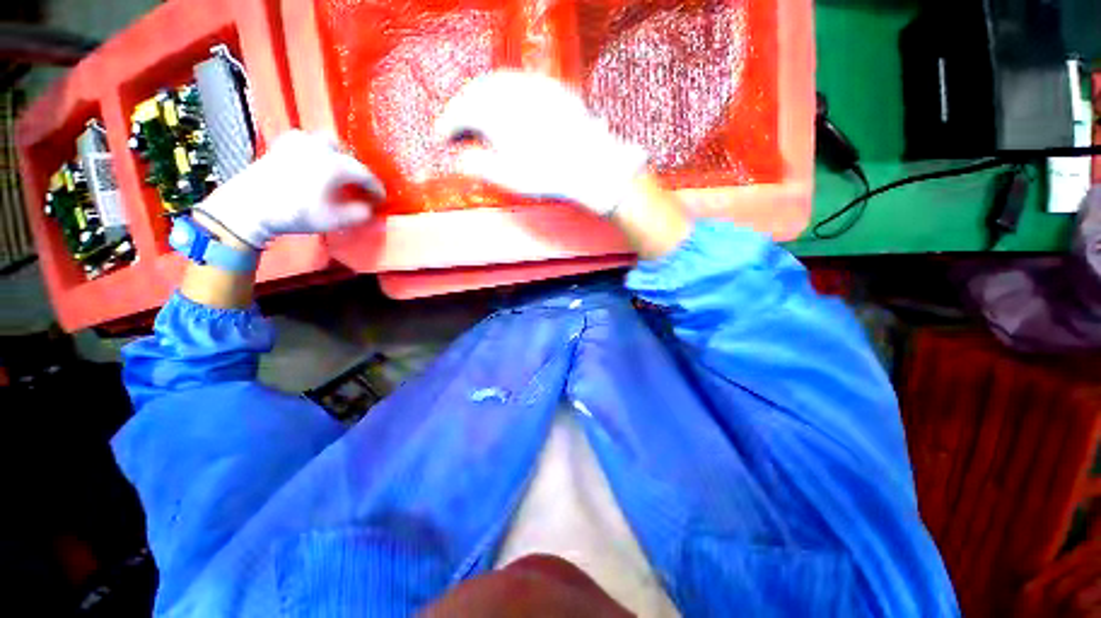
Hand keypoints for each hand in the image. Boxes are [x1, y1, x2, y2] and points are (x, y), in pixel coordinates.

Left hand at [196, 130, 384, 249]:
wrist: (249, 206)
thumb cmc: (295, 213)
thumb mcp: (333, 220)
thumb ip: (357, 214)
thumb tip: (368, 208)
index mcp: (334, 165)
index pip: (364, 174)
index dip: (376, 188)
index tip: (381, 198)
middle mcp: (318, 148)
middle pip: (345, 153)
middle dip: (355, 168)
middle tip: (357, 186)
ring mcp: (297, 144)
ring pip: (325, 142)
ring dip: (335, 156)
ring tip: (336, 172)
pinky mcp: (281, 146)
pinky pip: (304, 141)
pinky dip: (313, 150)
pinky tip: (311, 161)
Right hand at [435, 71, 647, 216]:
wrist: (588, 163)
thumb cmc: (546, 174)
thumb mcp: (507, 177)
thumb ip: (479, 164)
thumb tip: (460, 157)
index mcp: (491, 111)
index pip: (458, 114)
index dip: (445, 127)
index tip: (439, 139)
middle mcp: (507, 90)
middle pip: (473, 92)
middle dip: (460, 108)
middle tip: (455, 127)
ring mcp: (530, 85)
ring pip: (494, 82)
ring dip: (480, 97)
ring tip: (477, 116)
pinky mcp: (549, 87)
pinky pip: (517, 82)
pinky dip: (503, 92)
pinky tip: (505, 105)